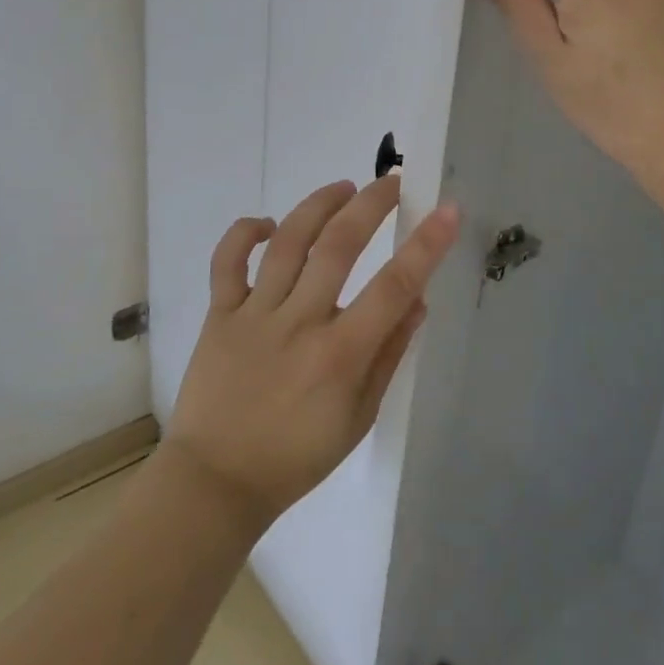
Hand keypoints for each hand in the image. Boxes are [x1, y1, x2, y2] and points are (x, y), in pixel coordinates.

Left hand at [164, 176, 460, 537]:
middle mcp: (300, 323)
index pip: (394, 286)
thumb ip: (389, 355)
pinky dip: (246, 233)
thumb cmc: (296, 457)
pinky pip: (227, 261)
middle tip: (390, 182)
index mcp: (340, 354)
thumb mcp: (359, 417)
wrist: (216, 482)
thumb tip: (418, 300)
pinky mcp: (219, 314)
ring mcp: (255, 314)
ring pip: (288, 242)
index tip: (447, 210)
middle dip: (370, 205)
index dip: (426, 244)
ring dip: (319, 205)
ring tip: (343, 187)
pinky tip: (269, 224)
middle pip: (338, 246)